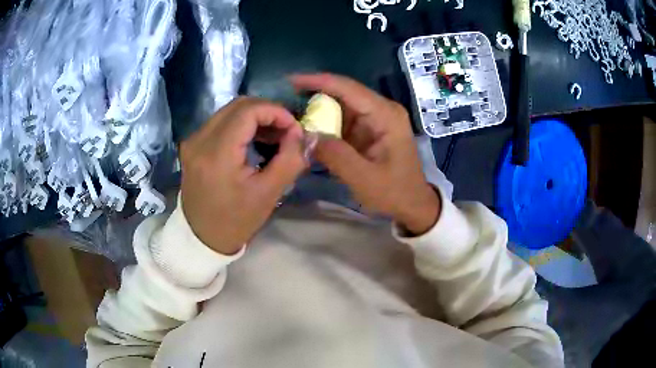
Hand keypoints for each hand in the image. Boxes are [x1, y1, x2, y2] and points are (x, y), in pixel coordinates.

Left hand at [179, 97, 306, 254]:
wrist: (202, 237)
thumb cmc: (236, 220)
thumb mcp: (269, 194)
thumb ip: (290, 158)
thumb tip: (301, 133)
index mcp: (217, 154)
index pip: (248, 111)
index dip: (276, 112)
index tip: (293, 128)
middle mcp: (199, 140)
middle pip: (238, 105)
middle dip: (267, 111)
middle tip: (286, 131)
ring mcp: (193, 140)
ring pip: (229, 110)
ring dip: (255, 117)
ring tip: (273, 136)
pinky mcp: (192, 144)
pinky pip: (220, 122)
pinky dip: (241, 124)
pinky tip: (254, 140)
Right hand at [291, 74, 440, 234]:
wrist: (413, 203)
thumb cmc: (394, 192)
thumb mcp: (364, 178)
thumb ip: (335, 155)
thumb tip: (305, 135)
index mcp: (385, 115)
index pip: (348, 88)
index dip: (318, 81)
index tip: (291, 80)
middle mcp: (381, 110)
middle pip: (343, 94)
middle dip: (314, 96)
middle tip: (285, 102)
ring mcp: (376, 118)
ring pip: (340, 106)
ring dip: (318, 111)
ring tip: (291, 116)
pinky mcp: (369, 129)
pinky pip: (343, 120)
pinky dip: (325, 124)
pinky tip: (308, 129)